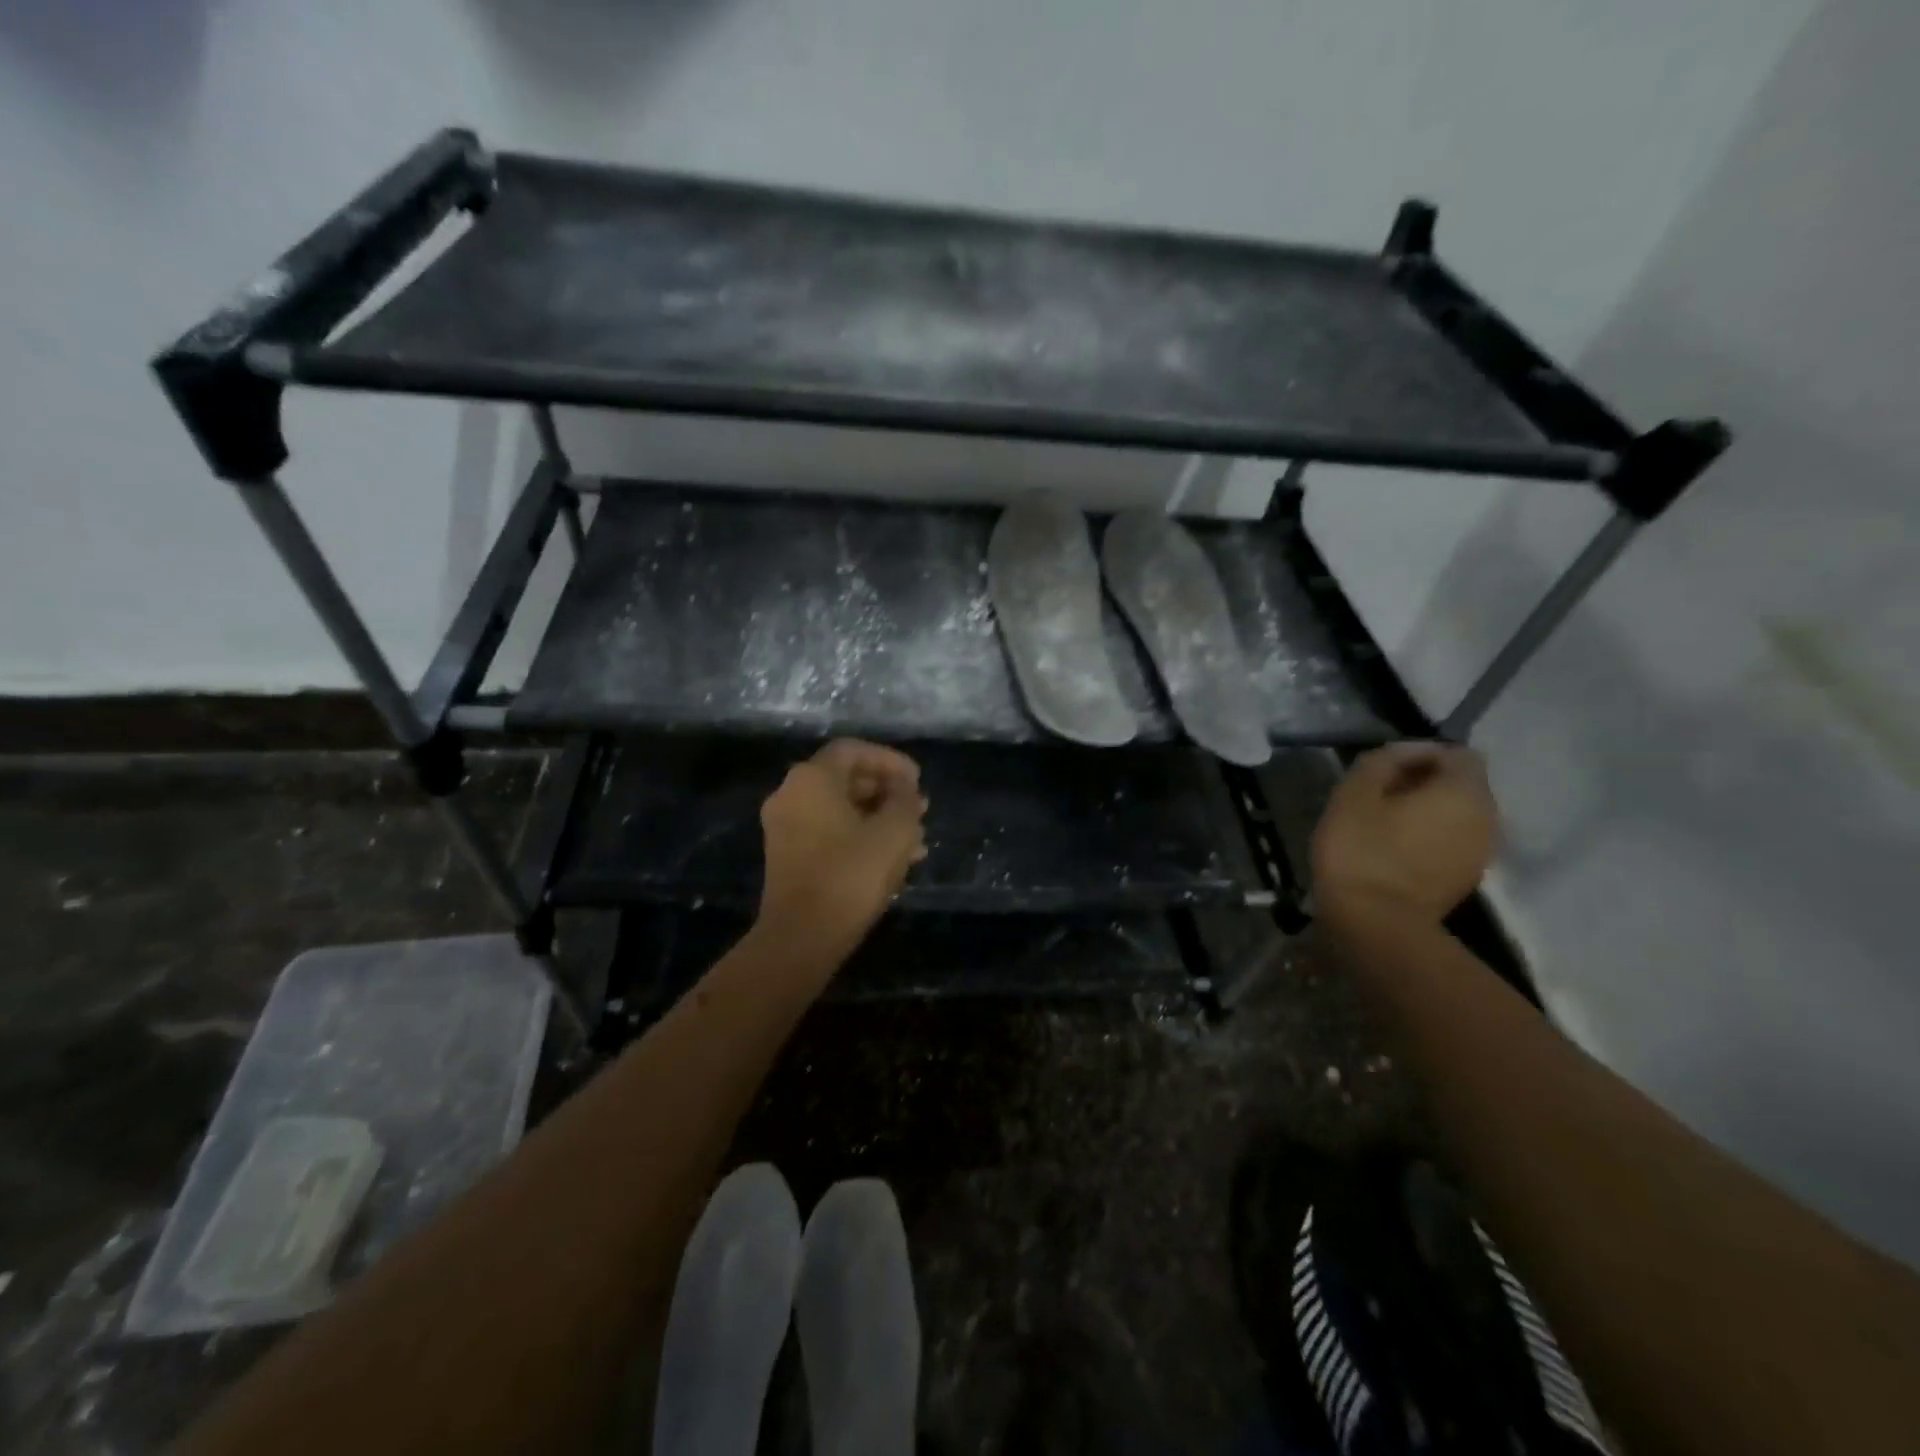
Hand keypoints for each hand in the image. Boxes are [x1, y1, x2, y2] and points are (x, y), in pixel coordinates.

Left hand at [755, 739, 929, 967]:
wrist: (801, 937)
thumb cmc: (850, 875)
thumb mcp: (894, 832)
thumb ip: (905, 800)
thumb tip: (904, 790)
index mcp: (811, 778)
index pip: (854, 750)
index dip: (890, 760)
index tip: (917, 781)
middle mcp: (791, 794)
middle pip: (846, 779)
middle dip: (888, 793)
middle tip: (920, 809)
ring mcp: (785, 827)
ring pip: (841, 810)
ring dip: (880, 819)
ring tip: (917, 840)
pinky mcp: (788, 857)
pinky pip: (830, 833)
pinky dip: (861, 837)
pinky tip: (895, 860)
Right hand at [1310, 741, 1495, 926]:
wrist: (1375, 924)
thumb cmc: (1361, 850)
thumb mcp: (1355, 793)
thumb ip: (1383, 760)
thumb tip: (1405, 751)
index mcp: (1463, 792)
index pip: (1458, 754)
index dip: (1421, 754)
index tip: (1383, 769)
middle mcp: (1486, 818)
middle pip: (1461, 785)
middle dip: (1424, 783)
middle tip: (1378, 795)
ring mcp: (1481, 852)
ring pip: (1457, 815)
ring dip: (1426, 812)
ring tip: (1384, 823)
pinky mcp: (1466, 879)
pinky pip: (1451, 842)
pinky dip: (1428, 838)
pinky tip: (1393, 850)